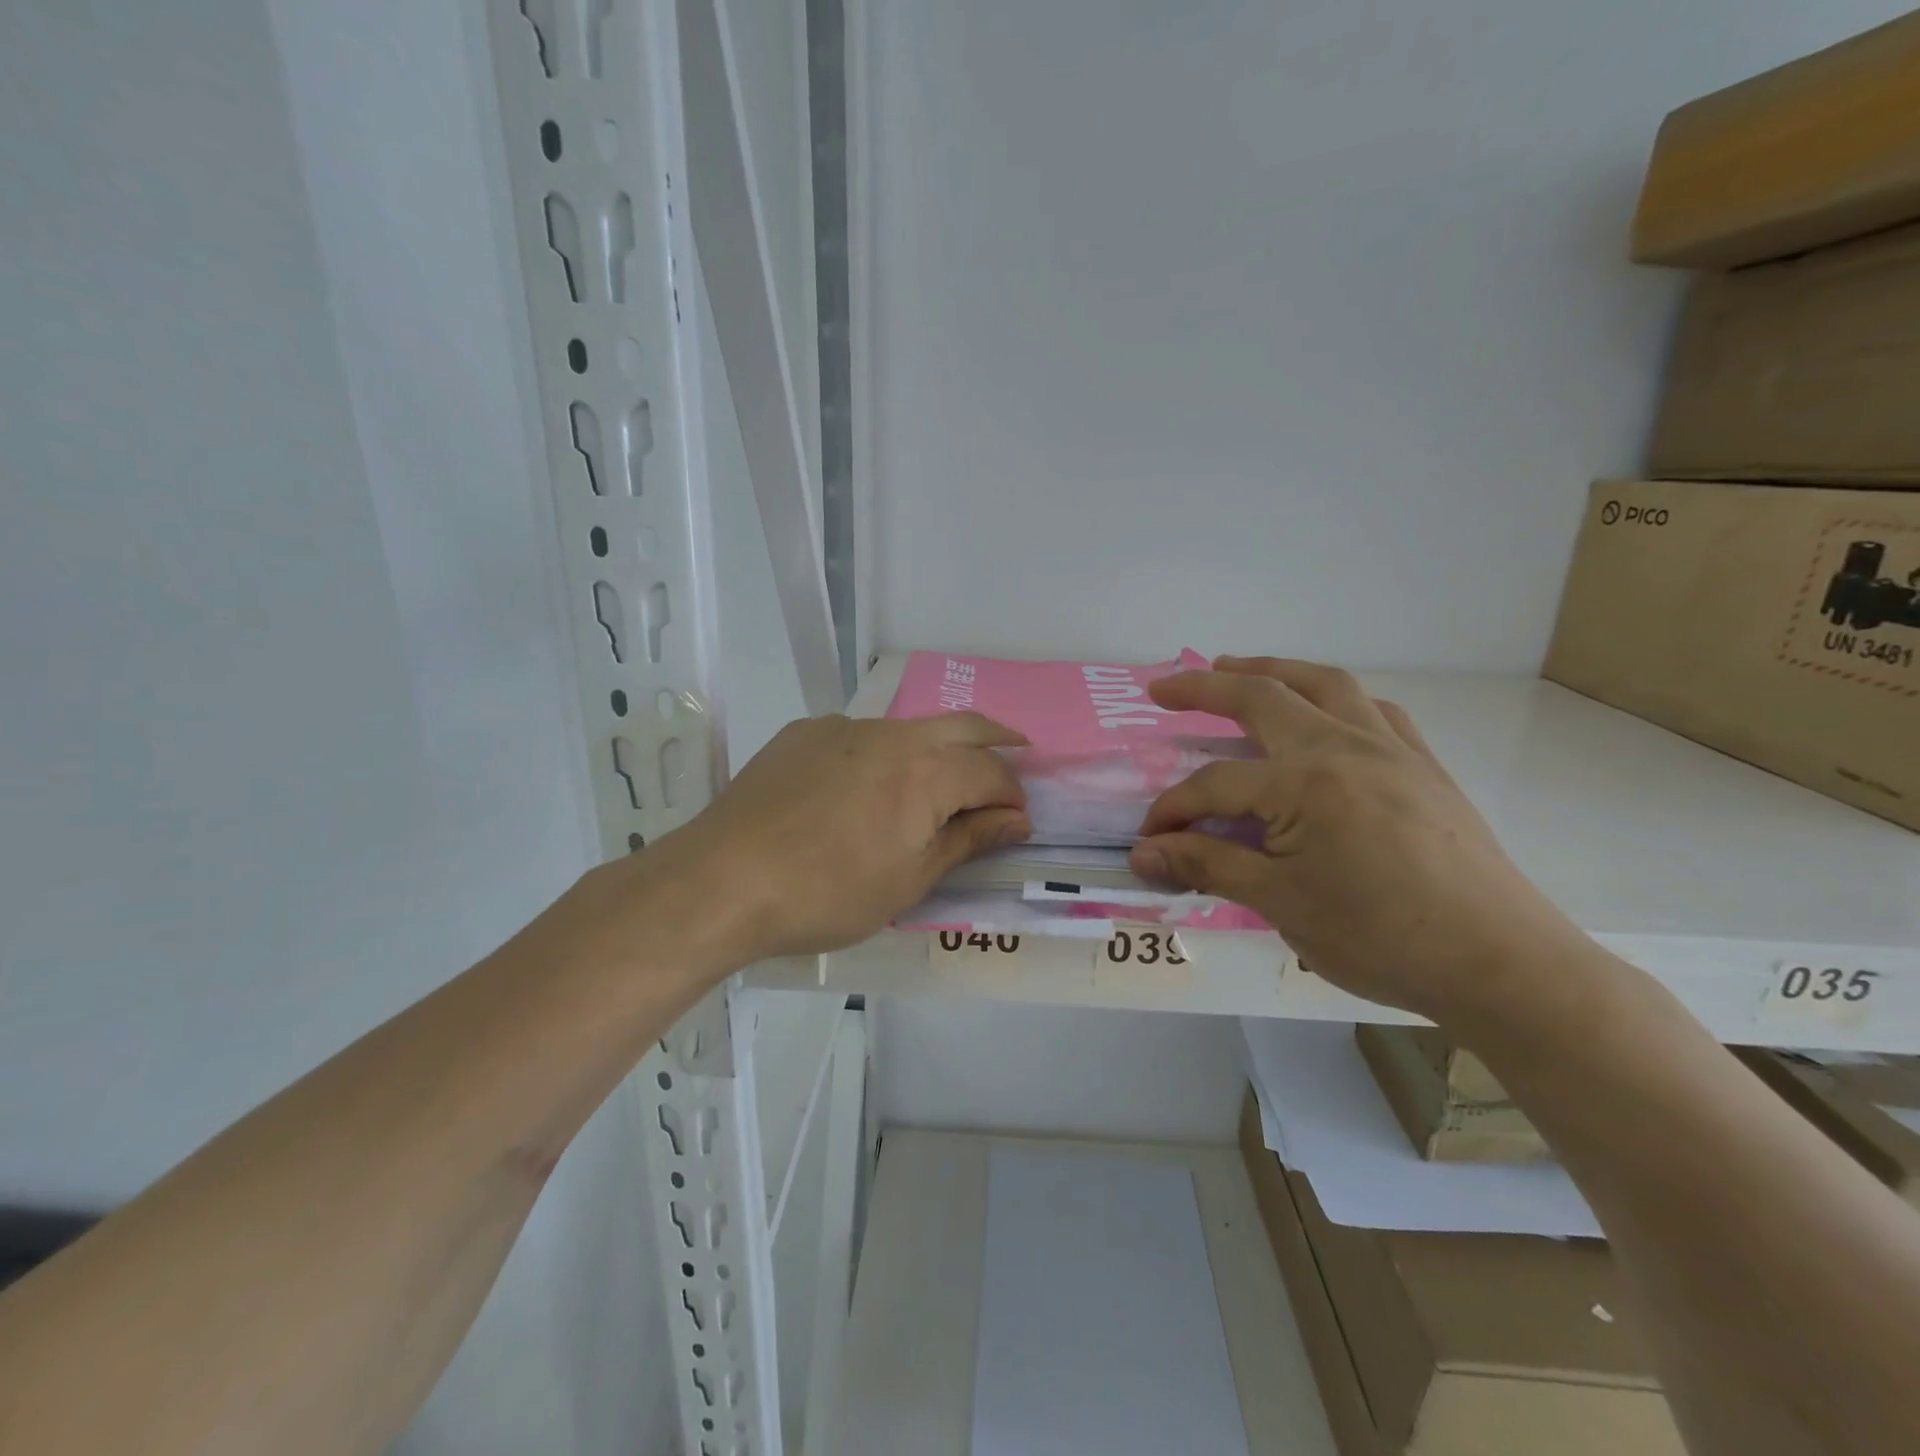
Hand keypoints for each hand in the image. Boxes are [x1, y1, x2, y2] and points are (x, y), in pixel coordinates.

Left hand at [639, 712, 1031, 960]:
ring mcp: (844, 727)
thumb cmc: (827, 893)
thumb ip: (967, 841)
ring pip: (909, 727)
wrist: (723, 880)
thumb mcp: (908, 881)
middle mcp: (892, 734)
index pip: (992, 772)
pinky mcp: (804, 733)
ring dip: (938, 745)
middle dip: (997, 739)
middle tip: (1018, 751)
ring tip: (944, 772)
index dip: (1012, 795)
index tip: (1018, 820)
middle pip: (963, 725)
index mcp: (927, 772)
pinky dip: (883, 752)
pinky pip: (859, 735)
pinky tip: (864, 784)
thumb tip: (1017, 820)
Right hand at [1130, 658, 1585, 1023]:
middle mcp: (1345, 747)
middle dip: (1205, 687)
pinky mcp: (1424, 766)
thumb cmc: (1382, 938)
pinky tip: (1325, 714)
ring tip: (1237, 668)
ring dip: (1273, 670)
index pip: (1215, 785)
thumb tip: (1142, 854)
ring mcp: (1391, 750)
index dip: (1173, 810)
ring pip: (1324, 685)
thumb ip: (1208, 866)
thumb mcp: (1281, 905)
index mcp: (1304, 783)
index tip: (1149, 840)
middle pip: (1263, 697)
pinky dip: (1335, 699)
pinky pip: (1374, 711)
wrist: (1501, 964)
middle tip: (1164, 690)